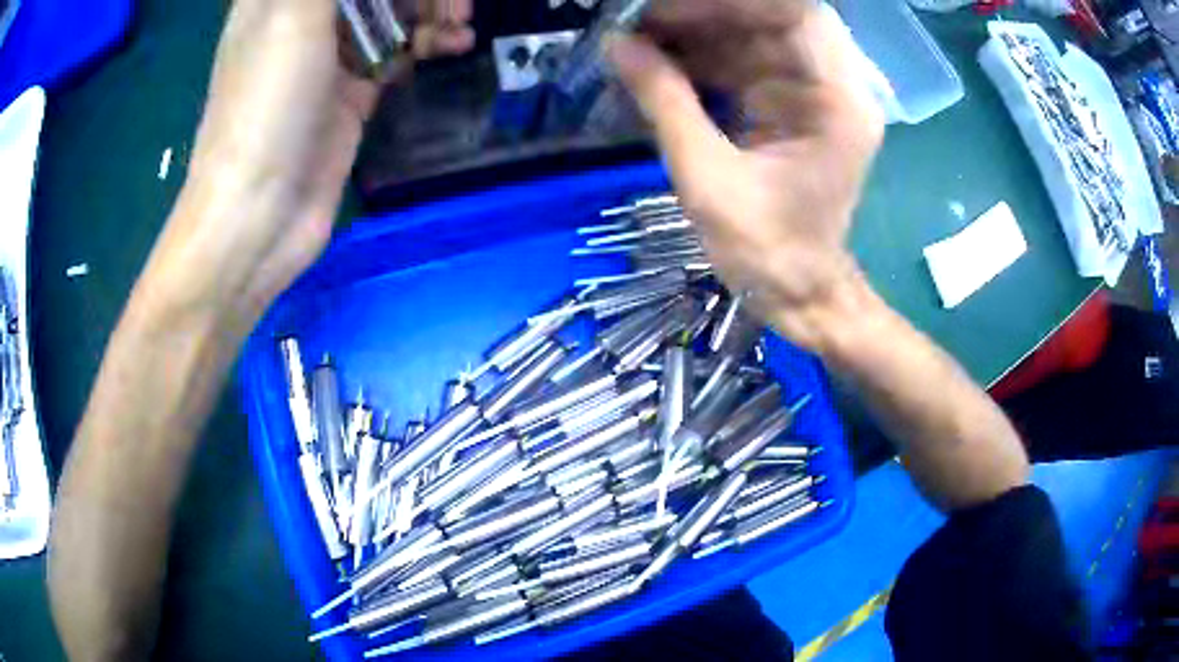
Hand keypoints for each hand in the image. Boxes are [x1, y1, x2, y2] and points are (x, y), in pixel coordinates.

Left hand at [145, 0, 473, 331]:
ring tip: (460, 22)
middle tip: (453, 3)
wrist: (259, 214)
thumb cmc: (265, 106)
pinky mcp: (351, 92)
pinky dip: (428, 42)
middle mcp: (303, 19)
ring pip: (390, 12)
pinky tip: (454, 44)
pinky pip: (398, 51)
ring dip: (430, 9)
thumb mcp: (295, 17)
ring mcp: (328, 56)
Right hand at [608, 0, 883, 349]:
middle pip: (772, 19)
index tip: (665, 9)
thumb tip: (616, 44)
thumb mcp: (708, 179)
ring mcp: (814, 96)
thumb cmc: (767, 251)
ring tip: (638, 39)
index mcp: (837, 102)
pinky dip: (704, 58)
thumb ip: (665, 103)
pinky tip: (659, 62)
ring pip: (755, 37)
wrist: (799, 294)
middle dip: (706, 14)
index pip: (795, 13)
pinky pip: (747, 63)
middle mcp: (835, 87)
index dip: (731, 3)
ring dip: (698, 33)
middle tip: (641, 21)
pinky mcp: (792, 107)